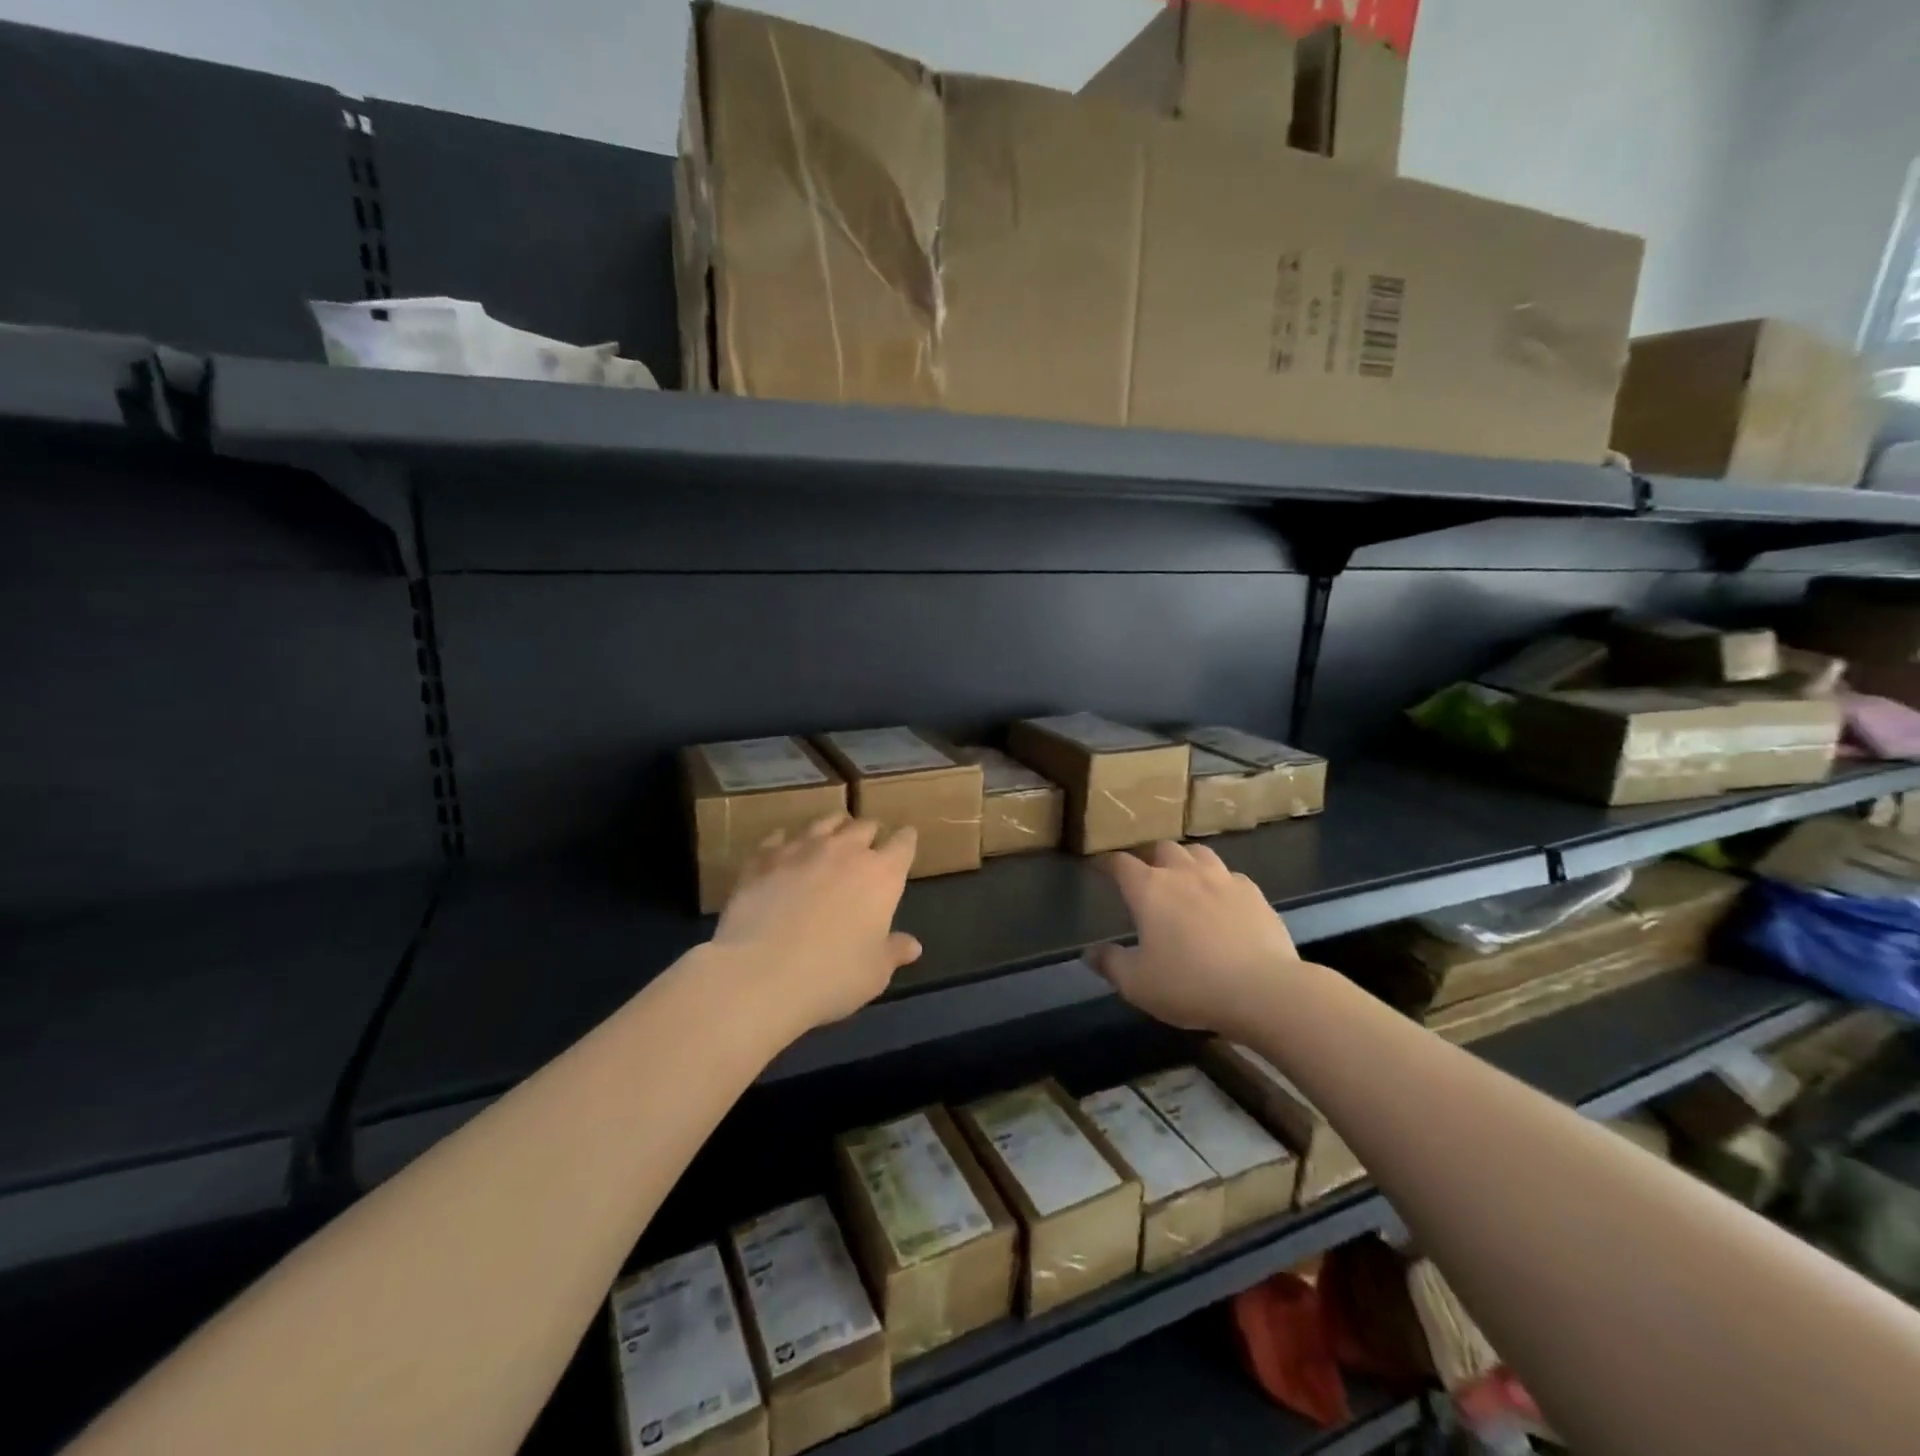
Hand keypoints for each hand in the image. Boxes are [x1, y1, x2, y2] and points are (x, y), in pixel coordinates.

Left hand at [712, 815, 922, 1035]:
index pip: (902, 845)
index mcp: (881, 875)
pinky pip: (778, 838)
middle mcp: (844, 851)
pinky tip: (783, 847)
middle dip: (870, 833)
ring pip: (824, 823)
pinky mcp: (763, 859)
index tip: (907, 839)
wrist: (760, 973)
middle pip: (864, 827)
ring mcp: (801, 850)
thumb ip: (893, 952)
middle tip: (869, 842)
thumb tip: (912, 946)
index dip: (906, 841)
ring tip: (833, 833)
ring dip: (833, 826)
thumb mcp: (874, 973)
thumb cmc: (831, 976)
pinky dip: (786, 841)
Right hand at [1089, 841, 1300, 1035]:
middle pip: (1162, 848)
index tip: (1100, 869)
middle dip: (1149, 857)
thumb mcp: (1138, 984)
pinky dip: (1219, 882)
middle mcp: (1184, 874)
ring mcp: (1222, 879)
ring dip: (1185, 861)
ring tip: (1184, 879)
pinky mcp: (1254, 893)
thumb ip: (1110, 964)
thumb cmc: (1190, 985)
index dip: (1107, 864)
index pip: (1120, 863)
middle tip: (1146, 876)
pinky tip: (1222, 901)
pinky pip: (1230, 876)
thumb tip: (1089, 952)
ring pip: (1198, 853)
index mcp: (1150, 889)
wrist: (1264, 991)